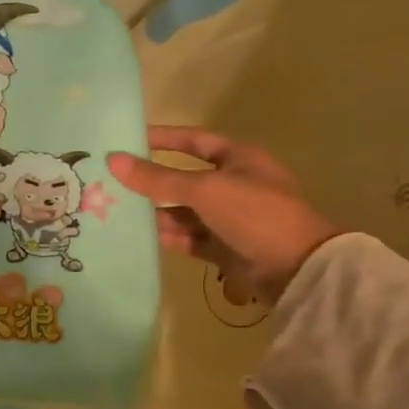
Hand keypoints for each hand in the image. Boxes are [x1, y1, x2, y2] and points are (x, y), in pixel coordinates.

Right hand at [106, 128, 340, 302]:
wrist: (296, 269)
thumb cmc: (255, 214)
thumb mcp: (204, 190)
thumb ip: (157, 177)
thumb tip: (113, 159)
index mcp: (239, 159)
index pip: (194, 140)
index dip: (163, 138)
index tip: (127, 138)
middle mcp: (234, 185)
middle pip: (183, 178)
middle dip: (151, 180)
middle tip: (112, 180)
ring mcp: (229, 218)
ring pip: (182, 210)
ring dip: (154, 212)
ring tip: (116, 211)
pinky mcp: (223, 246)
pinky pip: (187, 237)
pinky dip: (167, 236)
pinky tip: (138, 236)